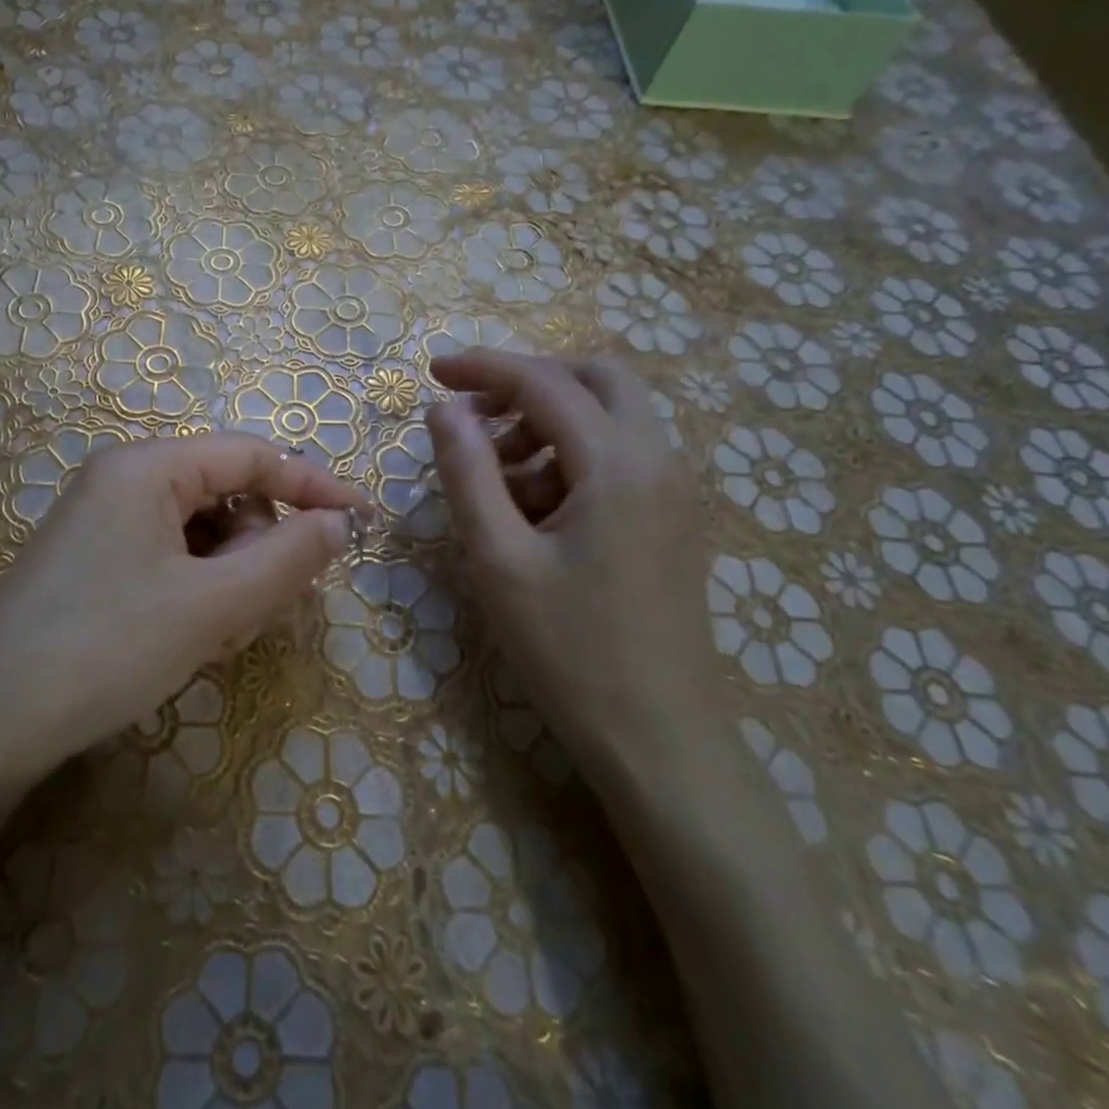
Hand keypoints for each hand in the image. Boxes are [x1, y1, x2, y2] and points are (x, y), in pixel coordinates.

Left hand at [0, 434, 367, 794]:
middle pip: (226, 498)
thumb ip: (287, 558)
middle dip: (256, 554)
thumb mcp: (211, 605)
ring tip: (214, 640)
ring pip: (201, 537)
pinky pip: (169, 563)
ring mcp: (103, 524)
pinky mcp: (93, 565)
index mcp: (147, 467)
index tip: (362, 523)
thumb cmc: (105, 648)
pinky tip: (187, 644)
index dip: (312, 486)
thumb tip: (339, 523)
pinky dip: (195, 597)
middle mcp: (122, 482)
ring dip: (228, 583)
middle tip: (256, 616)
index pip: (251, 455)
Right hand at [425, 348, 717, 769]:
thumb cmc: (570, 649)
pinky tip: (535, 512)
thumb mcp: (498, 558)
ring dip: (549, 424)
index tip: (432, 370)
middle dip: (530, 382)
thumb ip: (467, 472)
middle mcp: (659, 460)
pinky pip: (621, 457)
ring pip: (612, 417)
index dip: (483, 368)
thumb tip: (444, 409)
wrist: (661, 740)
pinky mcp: (674, 519)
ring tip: (497, 481)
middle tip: (476, 414)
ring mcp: (675, 490)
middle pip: (597, 379)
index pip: (544, 382)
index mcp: (618, 463)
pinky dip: (572, 457)